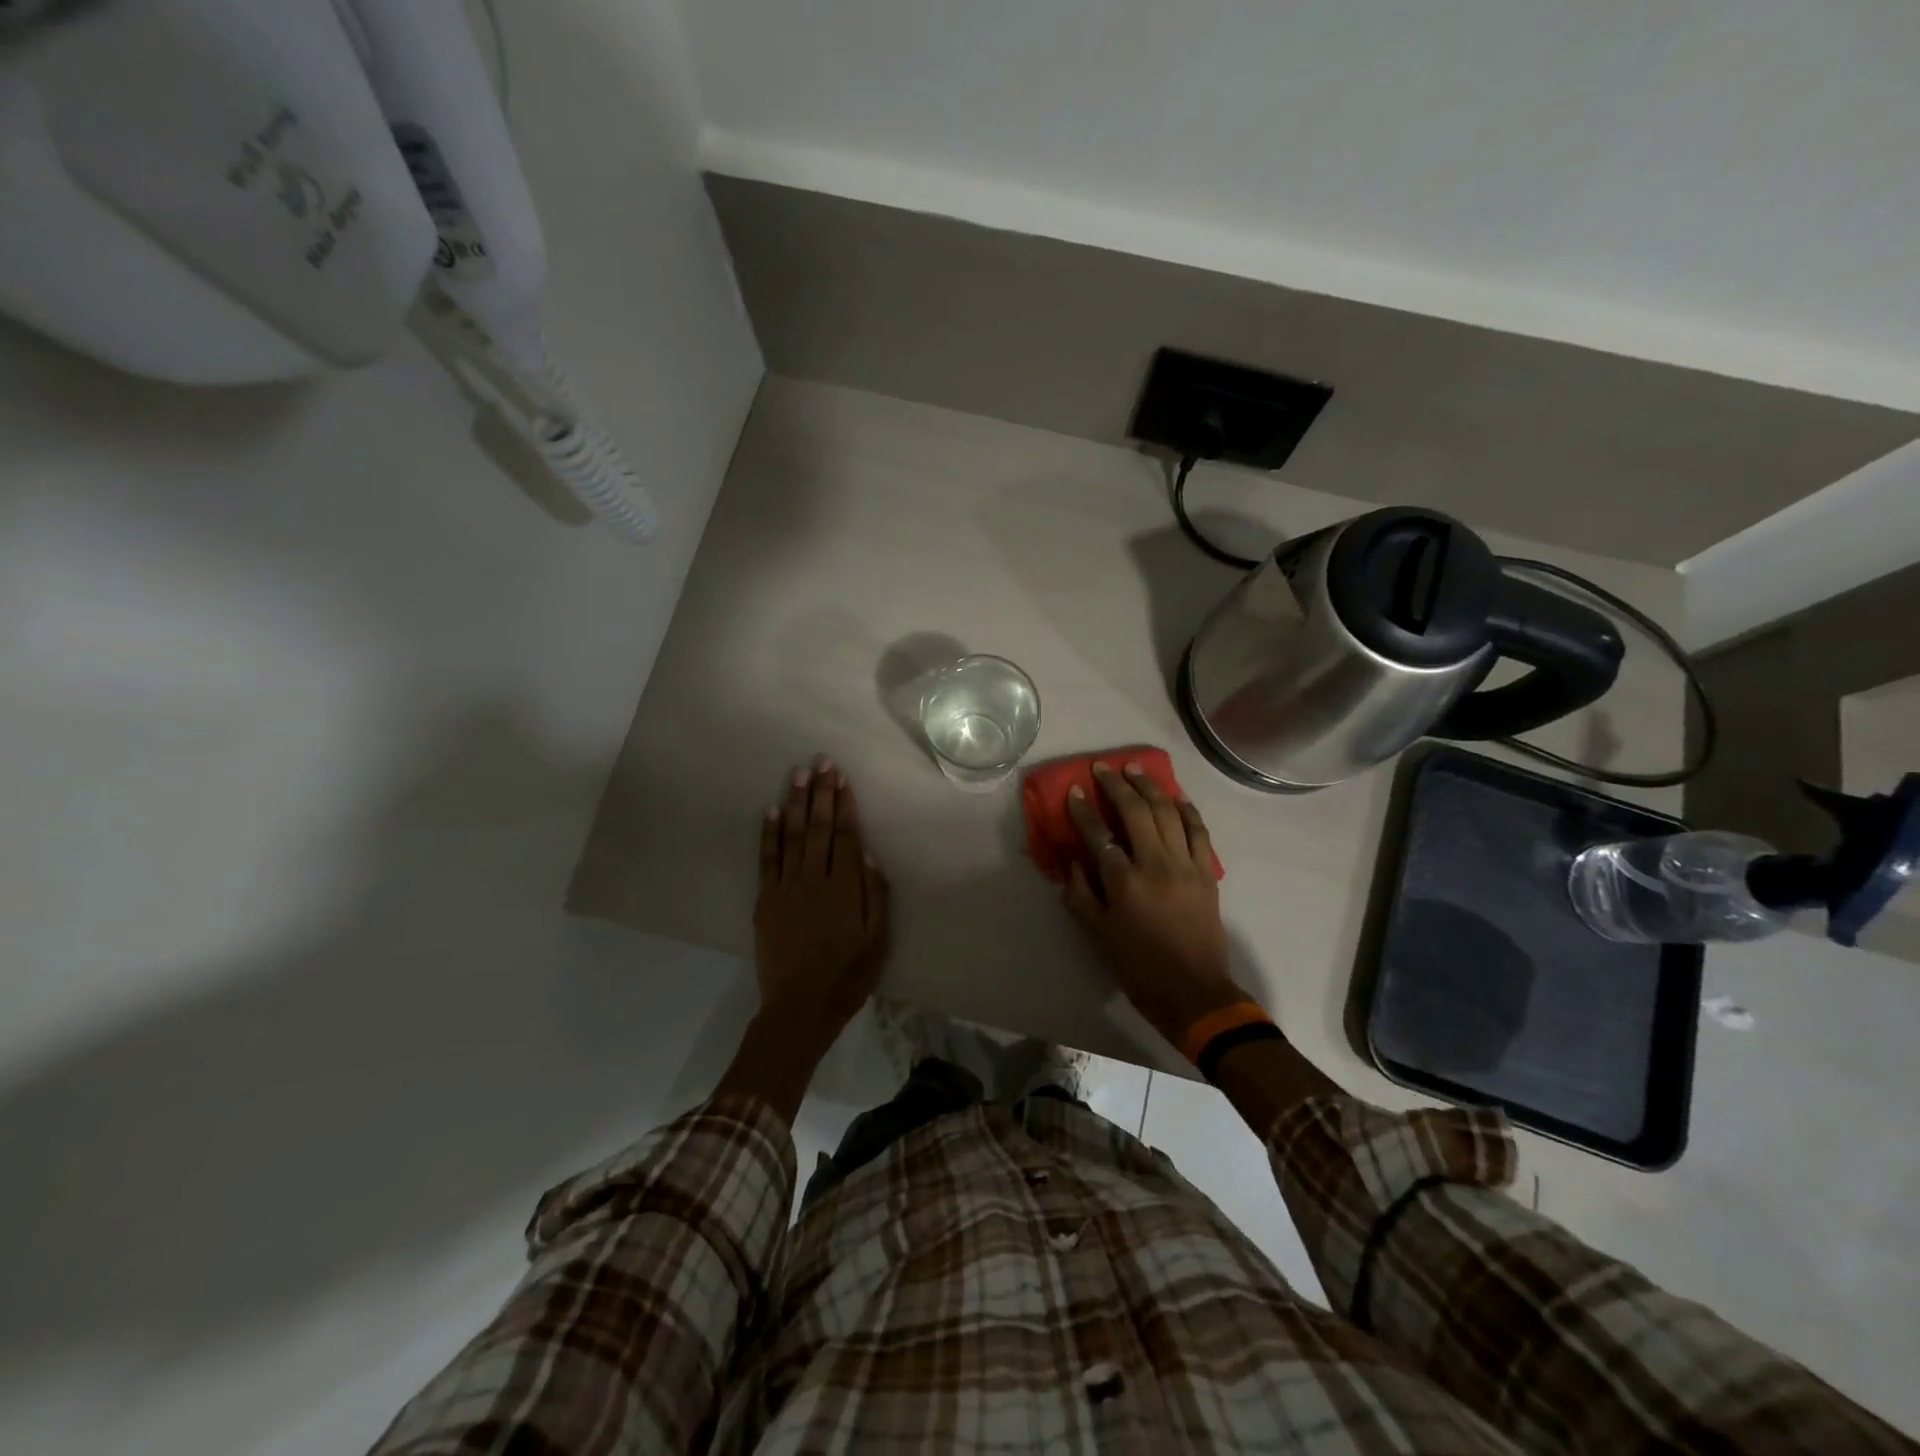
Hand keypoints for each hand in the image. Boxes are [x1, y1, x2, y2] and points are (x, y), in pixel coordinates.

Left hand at [752, 757, 891, 1056]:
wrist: (799, 1008)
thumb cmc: (847, 977)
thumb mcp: (878, 941)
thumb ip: (876, 897)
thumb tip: (870, 857)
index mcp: (845, 889)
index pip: (845, 836)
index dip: (844, 805)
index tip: (842, 778)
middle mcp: (815, 880)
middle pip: (818, 828)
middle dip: (821, 793)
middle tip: (821, 762)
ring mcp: (786, 888)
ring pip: (791, 836)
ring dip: (795, 803)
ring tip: (798, 774)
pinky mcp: (766, 900)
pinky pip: (767, 860)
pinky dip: (767, 834)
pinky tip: (769, 810)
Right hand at [1063, 762, 1243, 1046]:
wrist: (1193, 992)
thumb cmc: (1139, 968)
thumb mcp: (1097, 936)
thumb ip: (1081, 895)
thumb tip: (1075, 862)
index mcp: (1124, 882)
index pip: (1099, 834)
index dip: (1084, 810)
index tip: (1075, 791)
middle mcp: (1155, 864)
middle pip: (1136, 811)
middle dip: (1117, 784)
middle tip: (1103, 768)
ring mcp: (1185, 865)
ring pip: (1168, 812)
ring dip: (1150, 786)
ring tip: (1135, 770)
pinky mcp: (1206, 872)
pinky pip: (1198, 830)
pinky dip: (1187, 809)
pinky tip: (1176, 797)